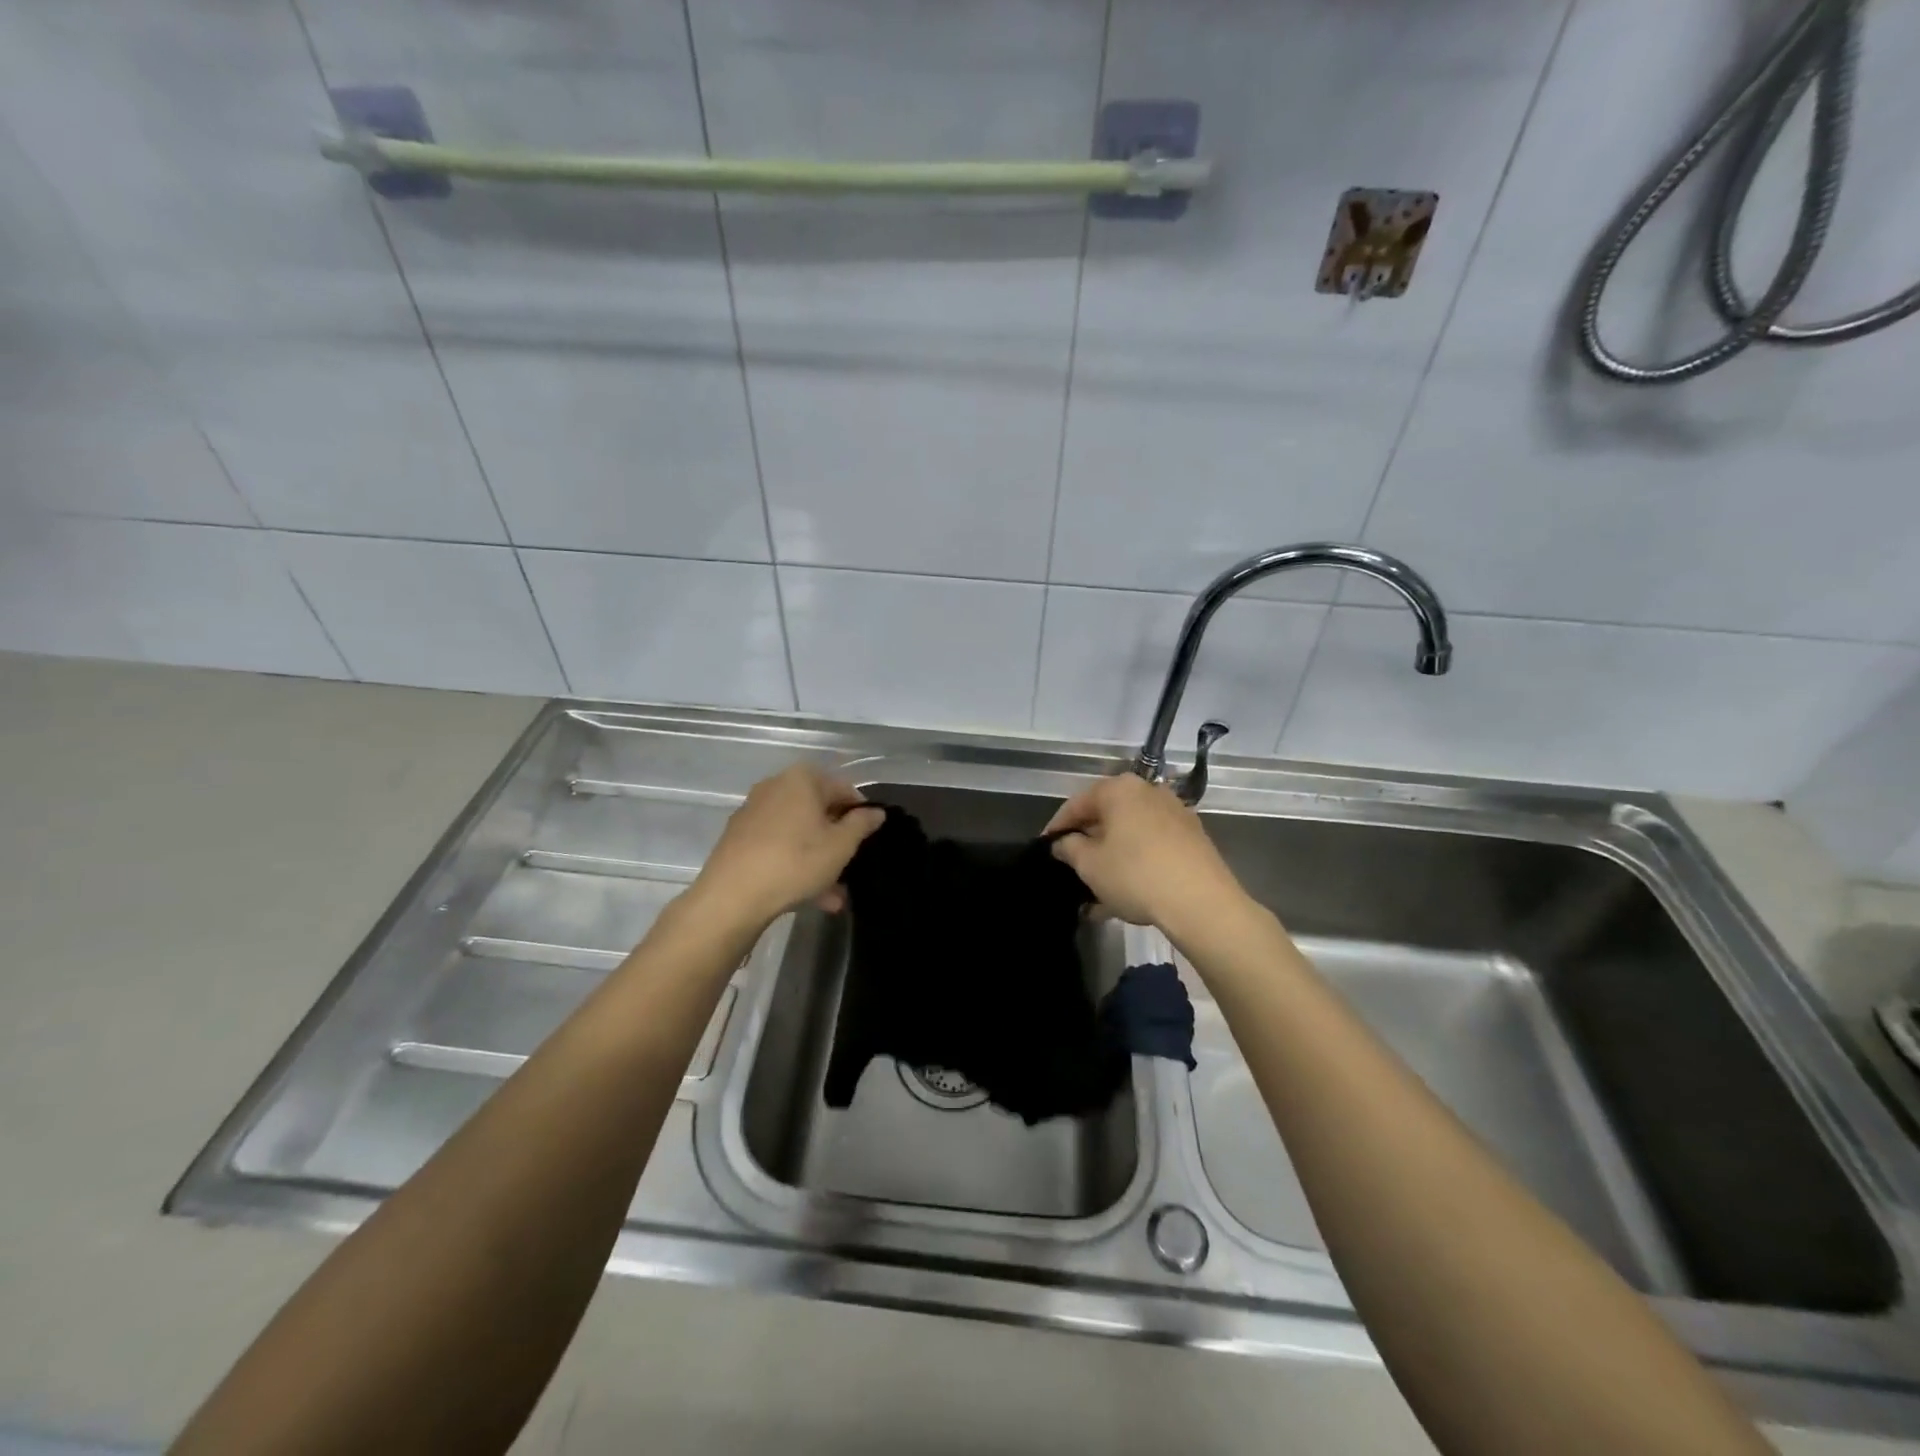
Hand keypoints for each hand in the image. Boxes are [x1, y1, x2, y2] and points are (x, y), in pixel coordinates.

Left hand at [690, 765, 884, 928]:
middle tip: (850, 869)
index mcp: (802, 779)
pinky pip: (778, 845)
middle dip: (837, 842)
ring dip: (818, 860)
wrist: (732, 896)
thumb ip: (862, 824)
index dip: (861, 814)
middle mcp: (775, 786)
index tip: (868, 840)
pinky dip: (794, 863)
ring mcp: (754, 812)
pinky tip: (806, 895)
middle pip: (818, 812)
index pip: (843, 789)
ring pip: (798, 833)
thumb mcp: (840, 845)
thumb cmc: (795, 862)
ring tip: (832, 896)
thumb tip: (875, 812)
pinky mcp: (739, 837)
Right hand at [1045, 773, 1251, 938]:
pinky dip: (1135, 863)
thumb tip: (1063, 843)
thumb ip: (1069, 848)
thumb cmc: (1136, 875)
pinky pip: (1151, 846)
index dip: (1057, 827)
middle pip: (1106, 816)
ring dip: (1111, 858)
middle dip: (1087, 843)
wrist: (1202, 903)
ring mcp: (1175, 814)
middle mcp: (1148, 792)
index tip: (1045, 848)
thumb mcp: (1090, 865)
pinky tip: (1124, 894)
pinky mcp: (1193, 838)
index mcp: (1119, 789)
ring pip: (1130, 834)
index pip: (1076, 804)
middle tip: (1071, 867)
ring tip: (1095, 891)